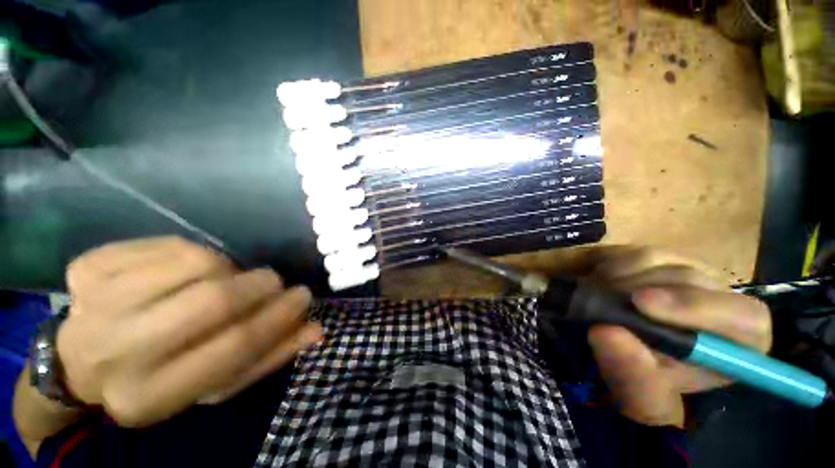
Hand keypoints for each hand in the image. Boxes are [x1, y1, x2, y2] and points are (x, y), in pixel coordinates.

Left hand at [57, 237, 321, 427]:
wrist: (81, 364)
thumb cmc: (159, 379)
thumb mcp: (214, 385)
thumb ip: (267, 357)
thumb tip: (315, 330)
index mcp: (149, 397)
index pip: (235, 347)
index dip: (280, 315)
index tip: (303, 296)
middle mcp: (114, 353)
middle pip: (214, 300)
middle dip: (259, 285)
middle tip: (273, 281)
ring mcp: (94, 303)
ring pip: (195, 263)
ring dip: (229, 268)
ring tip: (228, 279)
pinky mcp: (89, 268)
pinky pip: (169, 245)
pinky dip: (196, 252)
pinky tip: (192, 270)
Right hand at [586, 247, 771, 427]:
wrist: (622, 353)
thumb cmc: (642, 380)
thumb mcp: (636, 392)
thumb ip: (631, 370)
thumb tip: (606, 332)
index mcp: (738, 342)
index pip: (744, 316)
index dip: (695, 307)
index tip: (640, 303)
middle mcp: (721, 299)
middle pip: (691, 280)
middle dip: (640, 290)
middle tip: (600, 300)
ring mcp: (689, 272)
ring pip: (658, 260)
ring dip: (618, 278)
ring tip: (596, 296)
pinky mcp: (659, 259)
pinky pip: (632, 253)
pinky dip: (610, 266)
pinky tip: (600, 283)